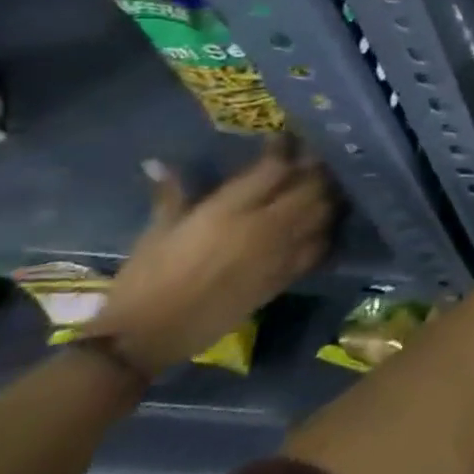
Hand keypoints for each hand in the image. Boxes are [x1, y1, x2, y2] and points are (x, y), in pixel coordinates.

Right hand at [85, 137, 336, 375]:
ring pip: (323, 212)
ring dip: (328, 194)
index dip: (285, 148)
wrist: (149, 337)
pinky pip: (320, 245)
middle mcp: (264, 226)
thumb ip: (171, 195)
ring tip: (325, 182)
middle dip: (316, 167)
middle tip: (314, 156)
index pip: (274, 168)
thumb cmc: (145, 281)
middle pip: (310, 186)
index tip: (287, 137)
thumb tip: (159, 163)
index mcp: (229, 210)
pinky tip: (323, 220)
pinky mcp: (287, 276)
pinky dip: (326, 228)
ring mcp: (281, 251)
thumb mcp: (156, 233)